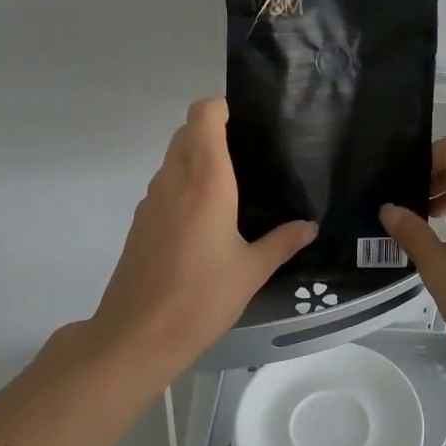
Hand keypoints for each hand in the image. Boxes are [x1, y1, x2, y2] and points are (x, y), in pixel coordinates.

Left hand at [88, 98, 315, 378]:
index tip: (248, 123)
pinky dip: (184, 183)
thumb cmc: (200, 298)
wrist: (136, 337)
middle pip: (187, 131)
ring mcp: (152, 199)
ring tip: (233, 183)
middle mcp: (175, 180)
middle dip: (214, 131)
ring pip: (173, 156)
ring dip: (197, 156)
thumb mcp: (251, 271)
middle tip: (249, 153)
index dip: (222, 108)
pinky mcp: (141, 221)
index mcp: (205, 181)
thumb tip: (309, 226)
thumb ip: (282, 242)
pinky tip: (207, 217)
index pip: (203, 116)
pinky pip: (165, 183)